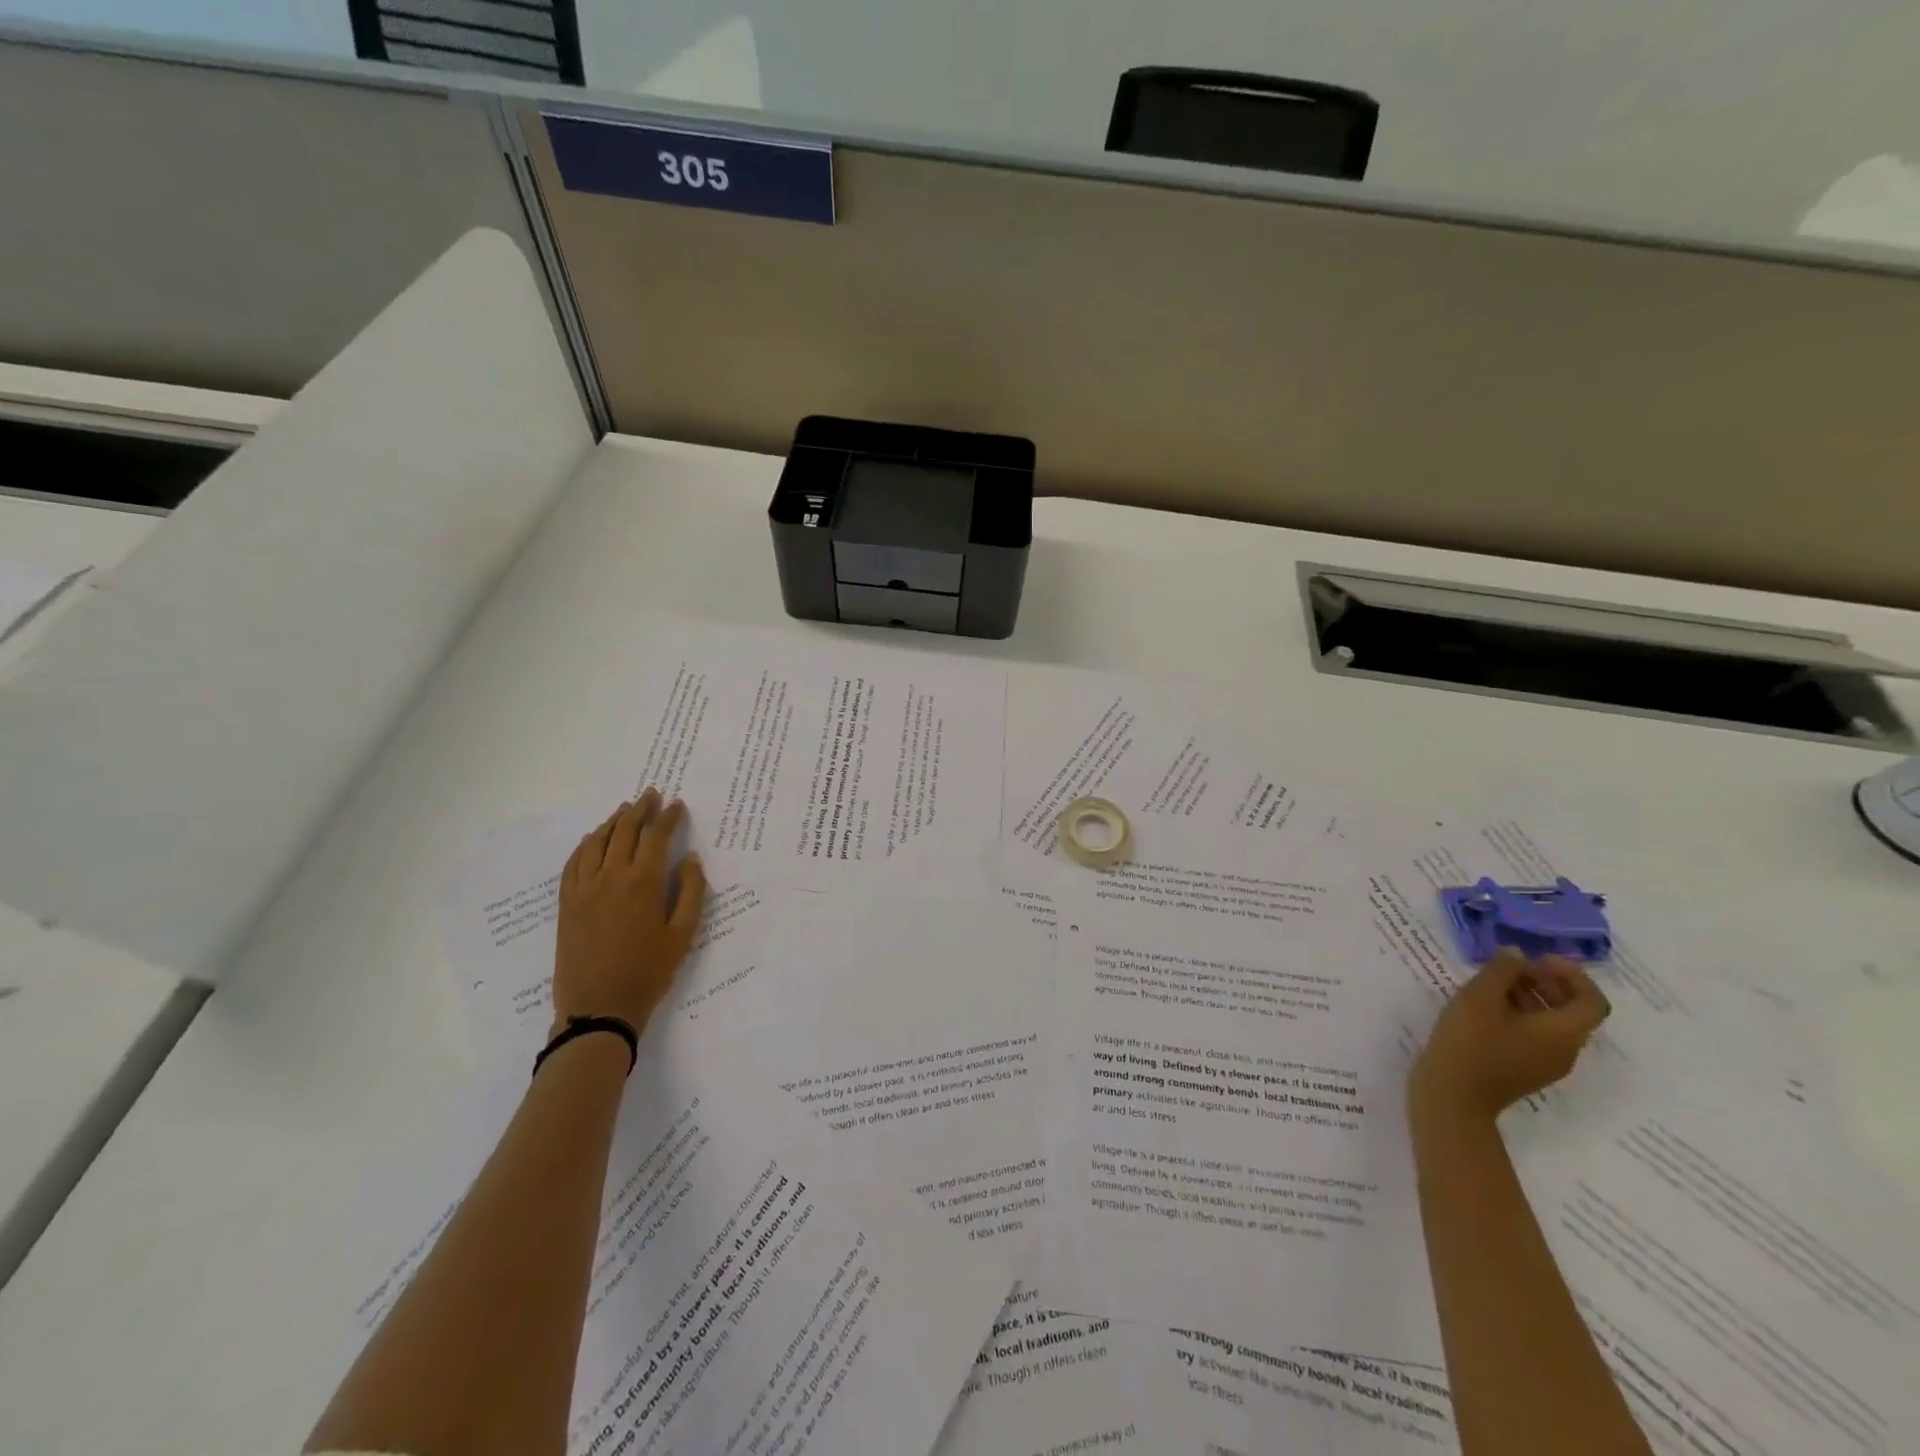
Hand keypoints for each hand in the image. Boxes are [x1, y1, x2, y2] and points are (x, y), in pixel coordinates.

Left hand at [552, 790, 706, 1035]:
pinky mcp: (567, 903)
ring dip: (613, 821)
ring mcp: (584, 889)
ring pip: (597, 842)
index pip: (657, 837)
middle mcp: (611, 876)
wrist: (598, 1008)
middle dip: (641, 809)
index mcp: (643, 882)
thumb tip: (690, 859)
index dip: (669, 817)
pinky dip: (585, 845)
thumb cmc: (649, 972)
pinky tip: (592, 839)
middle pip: (625, 831)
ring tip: (625, 809)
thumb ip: (690, 892)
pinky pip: (573, 863)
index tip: (678, 804)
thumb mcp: (683, 934)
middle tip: (652, 794)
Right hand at [1410, 949, 1609, 1123]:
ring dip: (1531, 996)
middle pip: (1572, 1011)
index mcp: (1563, 1032)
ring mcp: (1546, 1063)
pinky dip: (1520, 1014)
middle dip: (1548, 982)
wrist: (1454, 1096)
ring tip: (1492, 982)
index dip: (1573, 975)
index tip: (1540, 958)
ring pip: (1551, 1023)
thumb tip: (1518, 955)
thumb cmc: (1471, 1043)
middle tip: (1513, 966)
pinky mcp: (1525, 1069)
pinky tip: (1485, 1007)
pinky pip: (1535, 1036)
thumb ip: (1501, 971)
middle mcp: (1565, 1050)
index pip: (1592, 1001)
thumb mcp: (1480, 997)